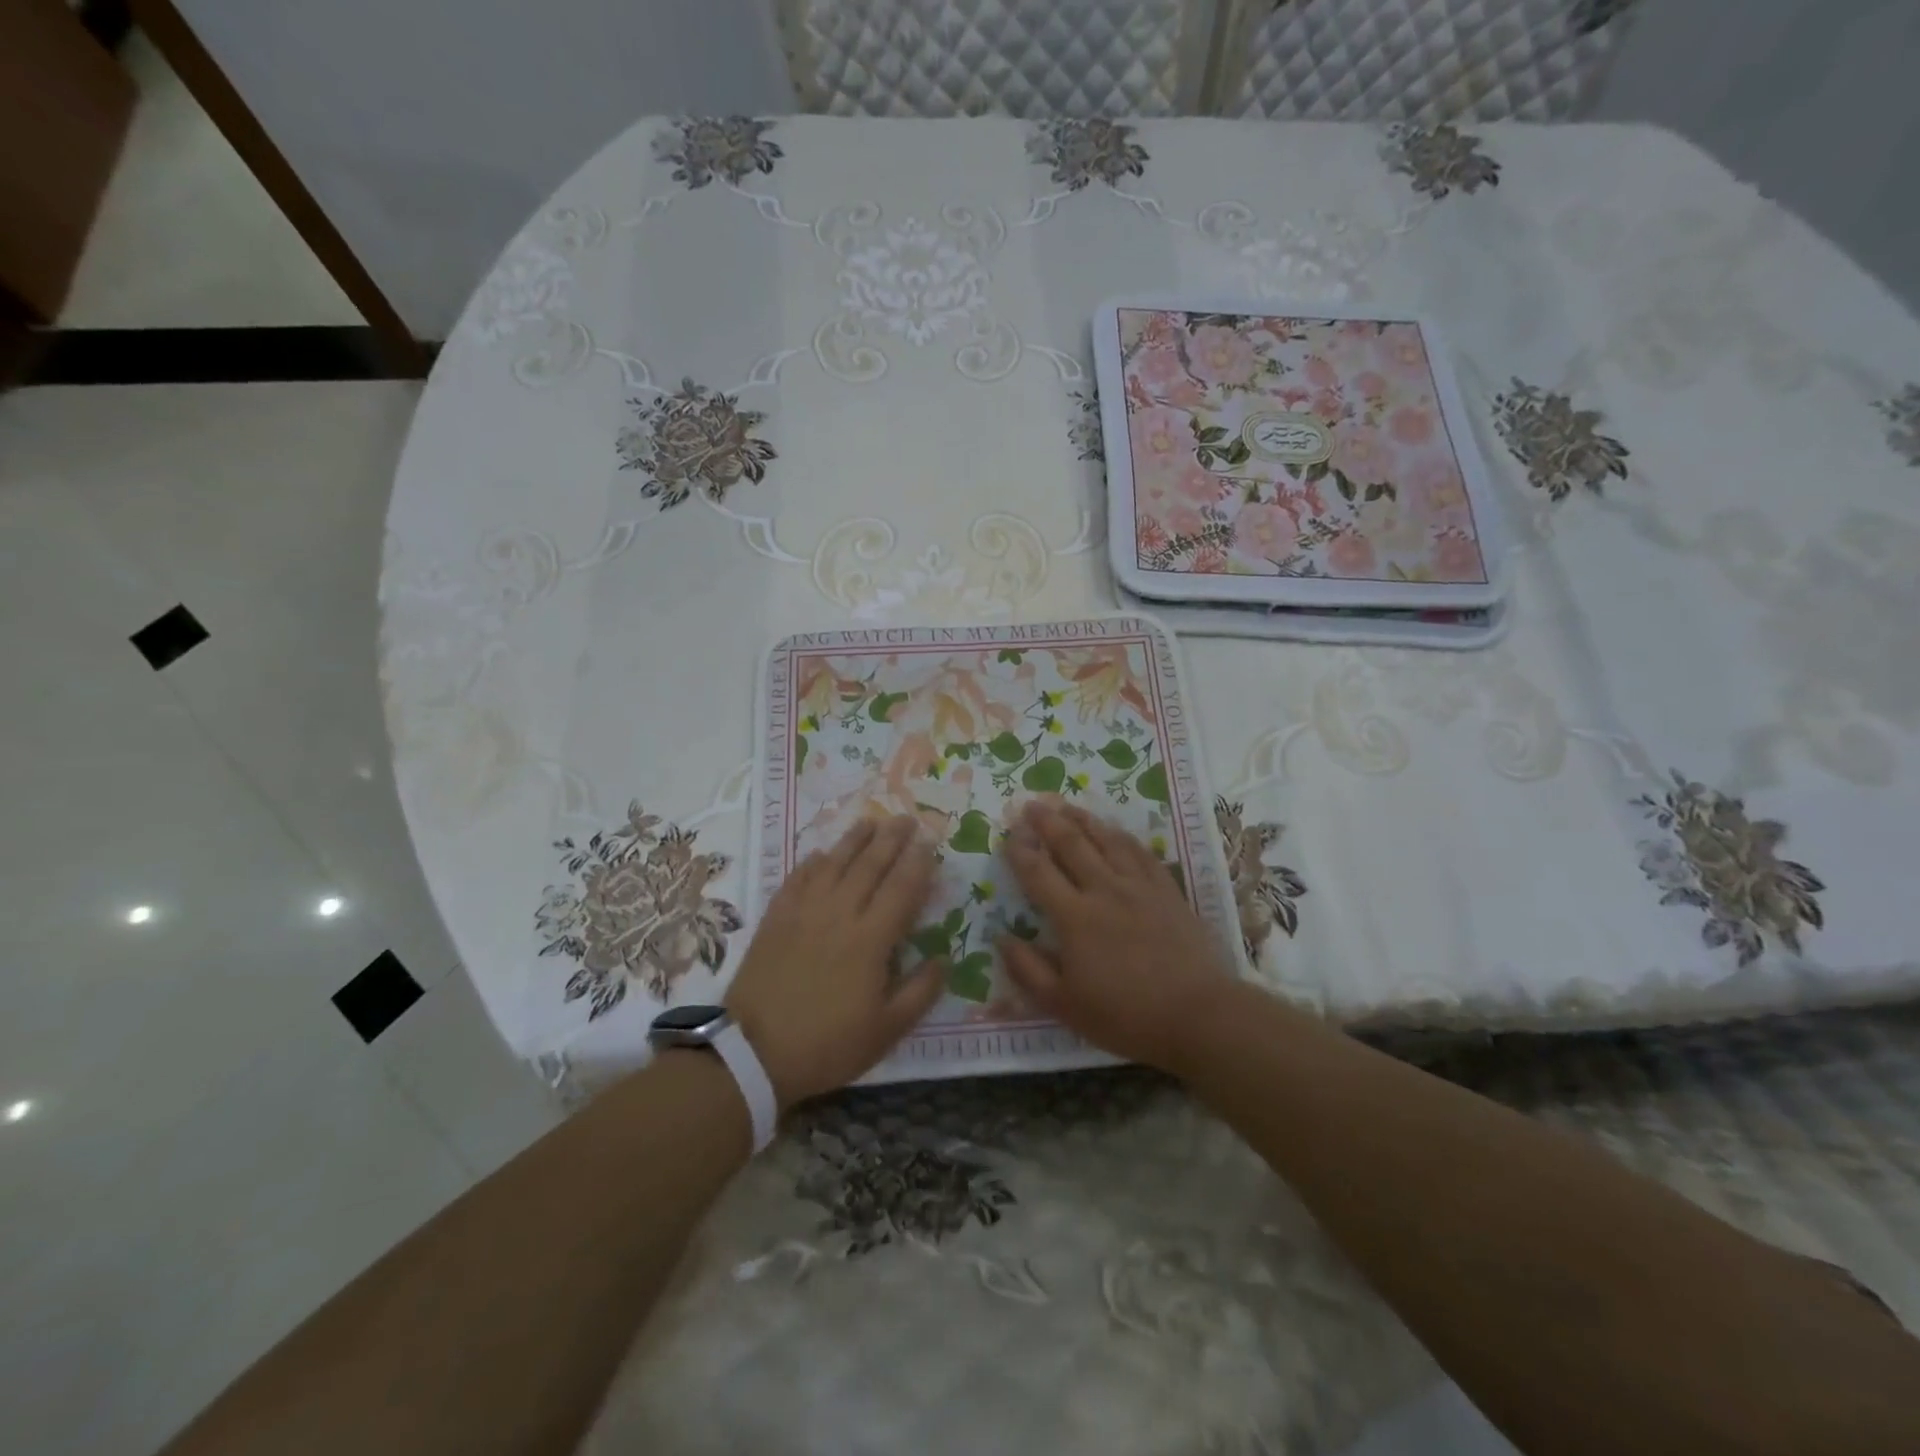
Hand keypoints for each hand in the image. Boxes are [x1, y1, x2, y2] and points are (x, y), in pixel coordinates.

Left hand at [725, 816, 943, 1106]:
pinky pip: (797, 878)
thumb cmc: (827, 1044)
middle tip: (906, 818)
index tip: (930, 843)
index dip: (918, 863)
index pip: (902, 889)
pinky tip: (820, 854)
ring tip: (870, 822)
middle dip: (891, 839)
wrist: (754, 1052)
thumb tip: (944, 959)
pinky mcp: (776, 918)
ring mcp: (804, 911)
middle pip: (870, 865)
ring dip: (854, 839)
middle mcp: (840, 914)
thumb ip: (920, 992)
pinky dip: (812, 862)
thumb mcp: (886, 1031)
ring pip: (834, 863)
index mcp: (871, 939)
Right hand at [999, 799, 1240, 1075]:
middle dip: (1048, 822)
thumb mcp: (1064, 1005)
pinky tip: (1115, 830)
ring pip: (1106, 840)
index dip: (1020, 852)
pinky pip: (1140, 852)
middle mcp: (1103, 890)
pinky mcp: (1167, 890)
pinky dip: (1122, 836)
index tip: (1007, 834)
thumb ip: (1028, 971)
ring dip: (1083, 819)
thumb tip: (1002, 938)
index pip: (1038, 873)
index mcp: (1074, 917)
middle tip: (1032, 804)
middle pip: (1071, 845)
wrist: (1198, 1014)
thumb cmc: (1126, 1015)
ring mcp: (1139, 886)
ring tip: (1066, 805)